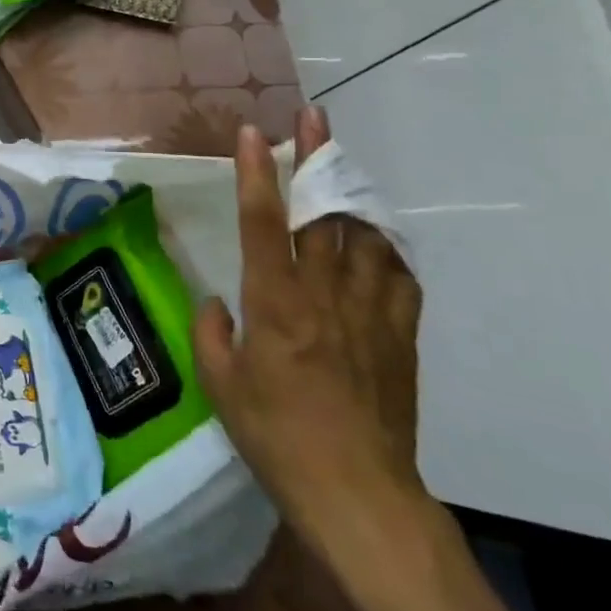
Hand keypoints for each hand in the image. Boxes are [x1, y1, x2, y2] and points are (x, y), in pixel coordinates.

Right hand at [192, 107, 425, 546]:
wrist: (358, 494)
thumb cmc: (276, 437)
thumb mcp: (220, 385)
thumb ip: (210, 332)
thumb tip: (218, 303)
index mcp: (273, 302)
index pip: (262, 221)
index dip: (255, 172)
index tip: (250, 132)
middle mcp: (323, 294)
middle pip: (323, 211)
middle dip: (317, 157)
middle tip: (314, 117)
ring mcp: (368, 312)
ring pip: (366, 235)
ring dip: (352, 195)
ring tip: (341, 169)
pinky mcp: (400, 336)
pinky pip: (399, 277)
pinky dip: (386, 250)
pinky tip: (376, 243)